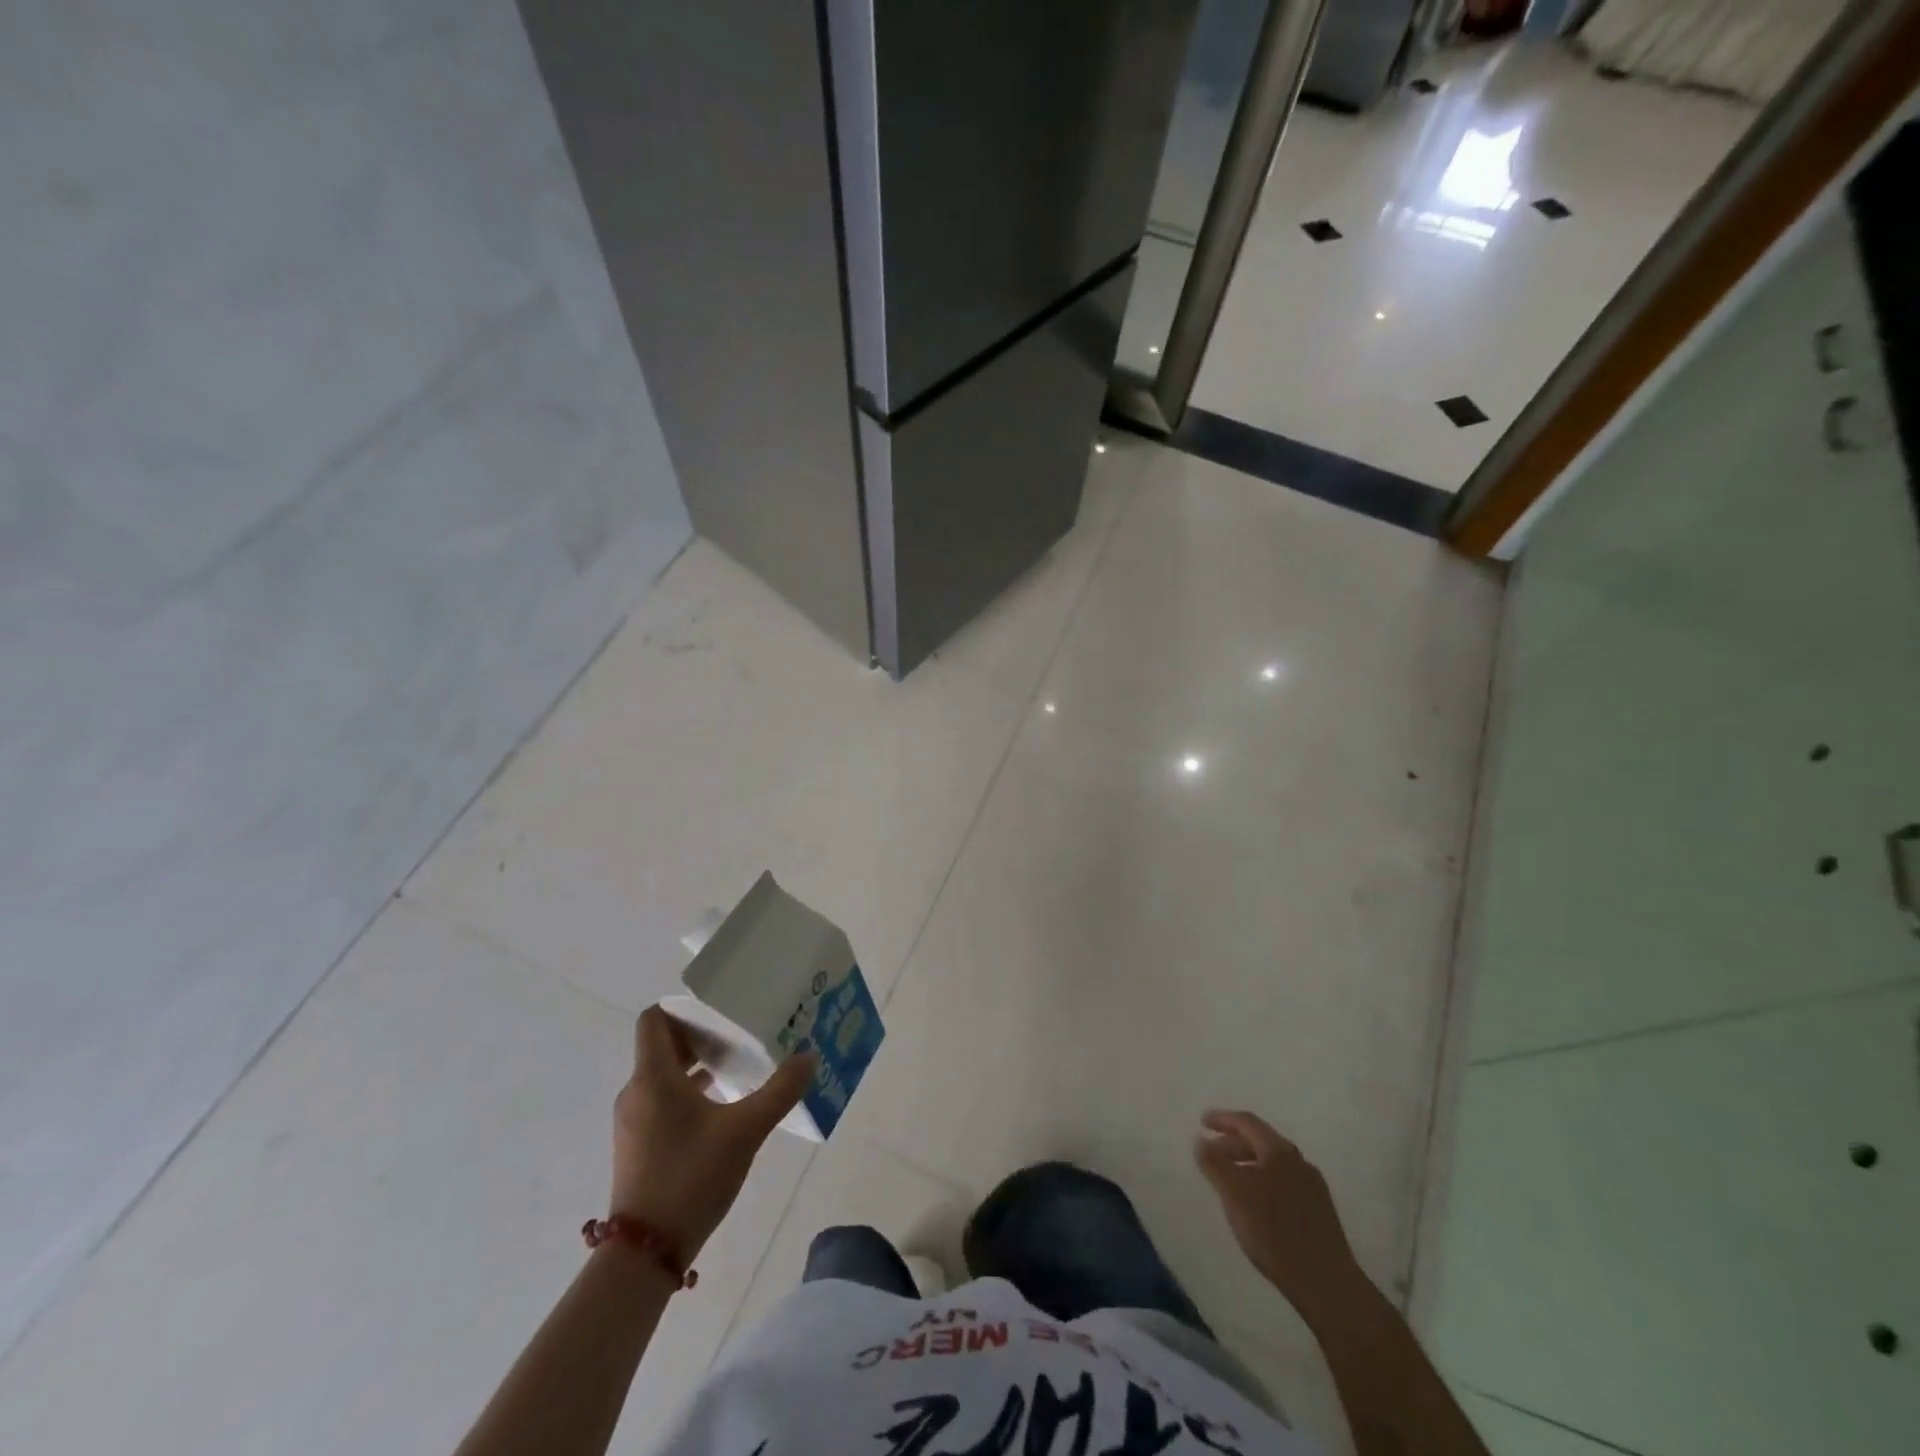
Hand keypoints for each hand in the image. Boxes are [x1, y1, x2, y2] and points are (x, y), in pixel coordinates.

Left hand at [610, 1006, 817, 1259]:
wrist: (645, 1255)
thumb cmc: (691, 1178)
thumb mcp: (745, 1131)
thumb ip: (780, 1091)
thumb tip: (809, 1056)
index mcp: (653, 1077)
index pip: (655, 1019)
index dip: (685, 1007)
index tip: (721, 1009)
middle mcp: (636, 1091)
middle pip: (663, 1044)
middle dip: (701, 1035)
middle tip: (741, 1032)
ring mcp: (633, 1121)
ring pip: (663, 1074)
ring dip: (696, 1064)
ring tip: (738, 1065)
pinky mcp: (637, 1145)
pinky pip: (661, 1099)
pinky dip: (688, 1091)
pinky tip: (723, 1105)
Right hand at [1195, 1110, 1369, 1323]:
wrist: (1326, 1283)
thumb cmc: (1274, 1231)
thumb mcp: (1233, 1194)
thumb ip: (1214, 1163)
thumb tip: (1201, 1141)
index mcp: (1279, 1151)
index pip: (1247, 1122)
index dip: (1222, 1119)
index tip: (1202, 1122)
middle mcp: (1299, 1162)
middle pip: (1261, 1141)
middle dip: (1233, 1143)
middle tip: (1211, 1153)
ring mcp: (1313, 1187)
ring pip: (1273, 1164)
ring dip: (1247, 1164)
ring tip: (1229, 1180)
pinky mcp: (1320, 1212)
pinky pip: (1284, 1183)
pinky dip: (1263, 1182)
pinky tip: (1255, 1204)